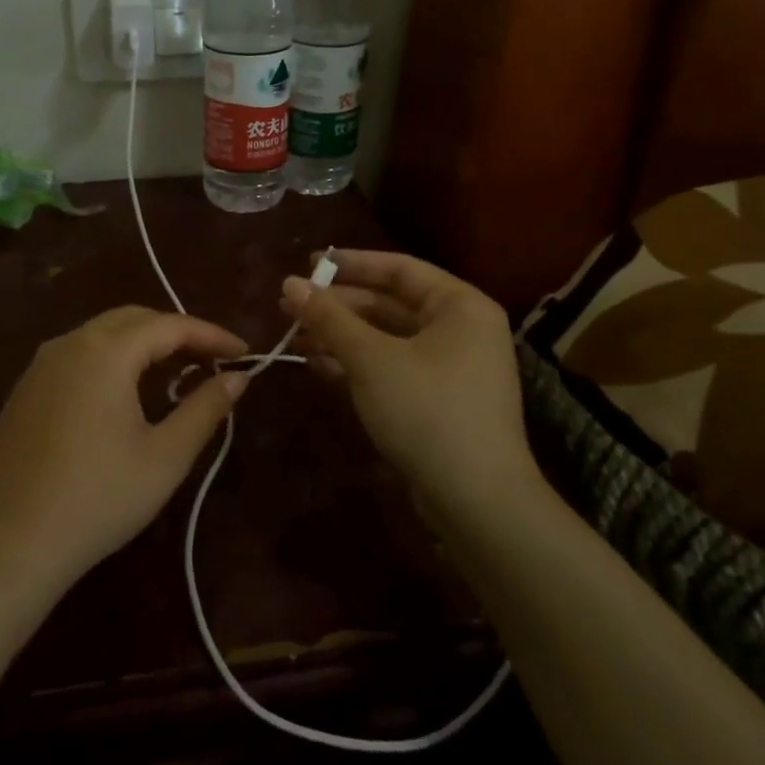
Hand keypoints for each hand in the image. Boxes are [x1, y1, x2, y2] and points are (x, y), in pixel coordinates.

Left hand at [0, 306, 246, 597]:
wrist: (12, 542)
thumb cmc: (99, 498)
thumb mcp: (165, 456)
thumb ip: (205, 408)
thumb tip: (237, 378)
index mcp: (106, 352)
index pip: (171, 325)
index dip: (212, 336)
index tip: (244, 353)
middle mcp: (70, 343)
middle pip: (134, 319)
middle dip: (177, 332)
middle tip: (212, 359)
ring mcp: (41, 364)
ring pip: (102, 334)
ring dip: (143, 343)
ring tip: (176, 371)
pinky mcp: (25, 388)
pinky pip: (78, 355)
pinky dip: (111, 359)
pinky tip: (125, 392)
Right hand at [279, 250, 537, 506]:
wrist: (475, 500)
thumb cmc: (427, 410)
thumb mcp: (371, 359)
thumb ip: (329, 318)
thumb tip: (289, 283)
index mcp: (459, 306)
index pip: (399, 269)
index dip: (351, 264)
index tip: (307, 265)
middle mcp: (460, 329)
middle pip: (390, 304)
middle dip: (339, 306)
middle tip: (290, 305)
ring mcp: (450, 368)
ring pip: (386, 339)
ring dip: (341, 336)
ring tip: (294, 336)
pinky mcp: (436, 401)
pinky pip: (391, 368)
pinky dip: (356, 364)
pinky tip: (317, 365)